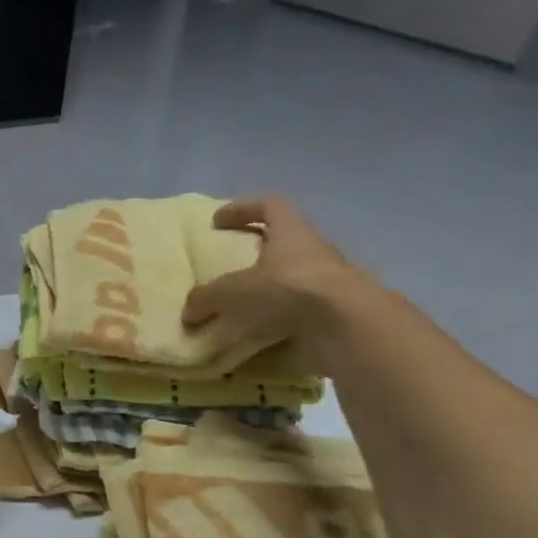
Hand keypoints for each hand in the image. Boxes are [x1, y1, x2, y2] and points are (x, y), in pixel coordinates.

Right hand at [181, 197, 370, 362]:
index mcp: (291, 232)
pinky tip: (263, 332)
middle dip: (258, 252)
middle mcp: (315, 250)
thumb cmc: (287, 290)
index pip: (269, 205)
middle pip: (286, 241)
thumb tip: (188, 312)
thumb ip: (206, 299)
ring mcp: (332, 280)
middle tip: (232, 267)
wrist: (348, 325)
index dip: (242, 208)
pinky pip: (305, 308)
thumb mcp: (231, 293)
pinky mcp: (339, 310)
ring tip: (246, 307)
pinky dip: (283, 317)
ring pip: (297, 276)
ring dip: (273, 288)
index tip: (218, 221)